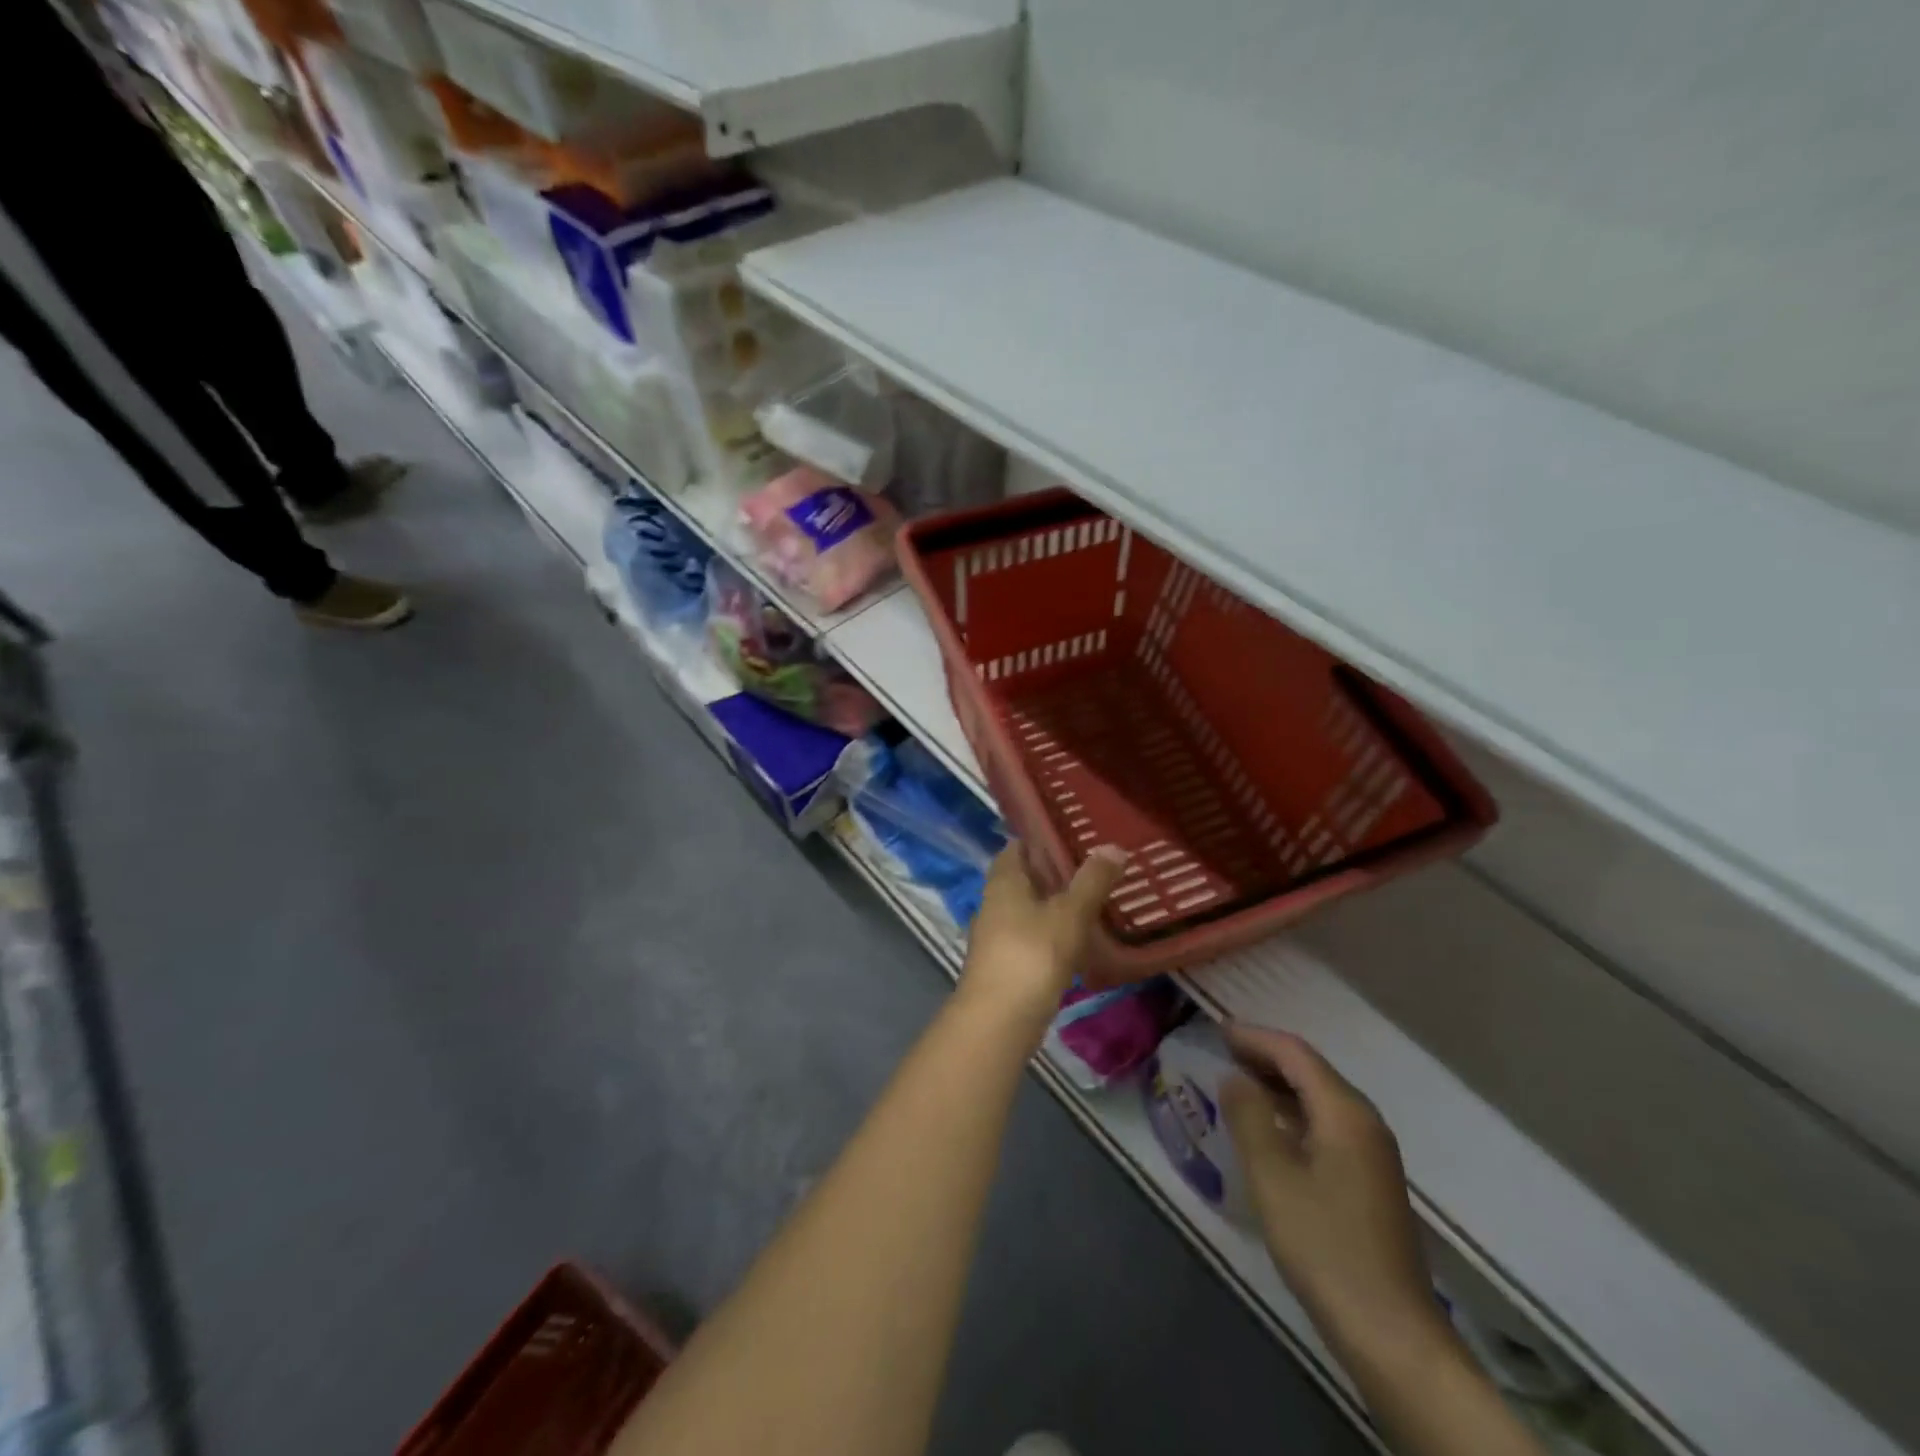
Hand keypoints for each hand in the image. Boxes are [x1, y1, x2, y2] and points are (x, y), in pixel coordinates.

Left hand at [959, 843, 1126, 1029]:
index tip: (1076, 834)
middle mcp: (994, 901)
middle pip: (1025, 877)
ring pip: (1028, 908)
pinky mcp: (1005, 963)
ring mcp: (996, 934)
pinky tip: (1079, 940)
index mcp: (1004, 880)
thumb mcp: (1070, 913)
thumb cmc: (1033, 954)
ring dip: (1055, 904)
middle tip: (1095, 867)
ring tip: (1094, 901)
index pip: (1019, 845)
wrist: (1000, 1020)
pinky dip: (1052, 932)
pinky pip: (1031, 936)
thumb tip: (1113, 846)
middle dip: (1055, 873)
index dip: (1044, 837)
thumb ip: (1092, 880)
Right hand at [1220, 1026, 1444, 1361]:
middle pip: (1311, 1071)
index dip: (1254, 1037)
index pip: (1295, 1054)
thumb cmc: (1324, 1245)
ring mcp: (1372, 1153)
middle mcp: (1365, 1122)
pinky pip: (1326, 1124)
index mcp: (1345, 1112)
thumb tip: (1233, 1077)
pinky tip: (1268, 1128)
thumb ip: (1248, 1117)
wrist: (1390, 1332)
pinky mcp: (1369, 1180)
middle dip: (1265, 1056)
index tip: (1216, 1029)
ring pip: (1319, 1098)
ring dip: (1277, 1084)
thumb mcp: (1272, 1176)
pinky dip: (1292, 1112)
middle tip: (1220, 1051)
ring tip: (1235, 1082)